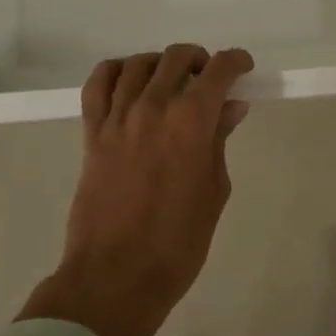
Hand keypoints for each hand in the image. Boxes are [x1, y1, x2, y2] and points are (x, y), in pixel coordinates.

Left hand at [17, 45, 253, 335]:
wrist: (116, 277)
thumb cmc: (178, 242)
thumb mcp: (214, 191)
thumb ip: (219, 140)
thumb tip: (230, 107)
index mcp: (191, 120)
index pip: (218, 70)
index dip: (235, 62)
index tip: (243, 68)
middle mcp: (153, 106)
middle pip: (177, 57)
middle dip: (199, 60)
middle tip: (208, 80)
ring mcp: (118, 117)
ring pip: (138, 64)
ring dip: (161, 64)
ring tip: (170, 81)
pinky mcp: (92, 132)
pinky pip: (97, 84)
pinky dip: (114, 72)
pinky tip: (128, 83)